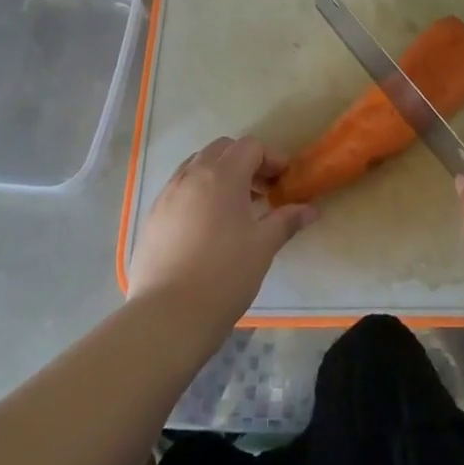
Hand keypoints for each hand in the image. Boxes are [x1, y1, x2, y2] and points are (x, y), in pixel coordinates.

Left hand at [127, 136, 315, 337]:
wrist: (166, 317)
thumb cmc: (224, 275)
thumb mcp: (263, 246)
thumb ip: (287, 220)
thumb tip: (311, 209)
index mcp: (222, 175)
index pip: (250, 146)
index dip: (272, 159)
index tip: (283, 183)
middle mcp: (192, 175)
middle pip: (222, 149)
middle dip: (244, 162)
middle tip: (261, 192)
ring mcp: (167, 194)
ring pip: (197, 166)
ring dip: (219, 175)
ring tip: (234, 208)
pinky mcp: (152, 216)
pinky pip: (179, 188)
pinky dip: (198, 192)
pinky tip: (206, 226)